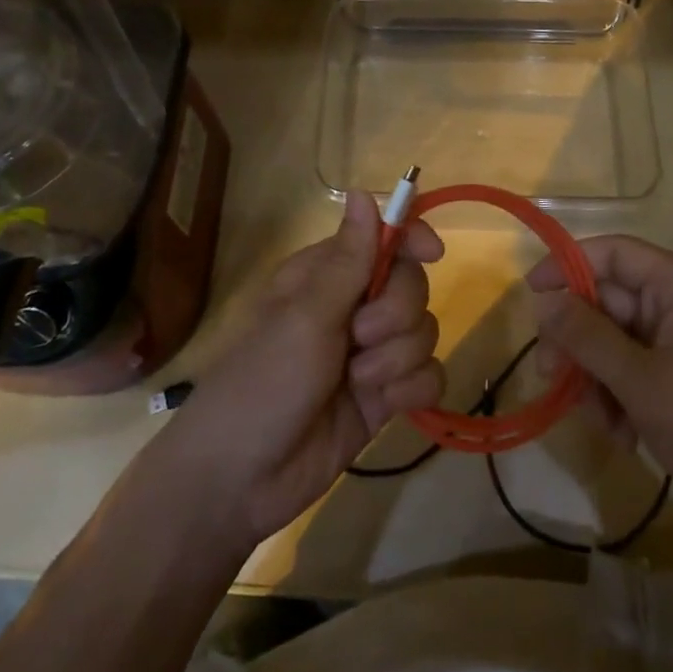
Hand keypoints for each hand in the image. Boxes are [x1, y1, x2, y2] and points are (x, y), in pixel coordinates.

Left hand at [156, 193, 445, 542]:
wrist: (240, 480)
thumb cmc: (262, 382)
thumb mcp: (305, 316)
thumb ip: (348, 259)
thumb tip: (365, 191)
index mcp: (325, 275)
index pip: (382, 238)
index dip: (411, 238)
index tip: (432, 253)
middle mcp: (351, 307)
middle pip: (411, 285)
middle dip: (396, 313)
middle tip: (359, 338)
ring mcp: (369, 353)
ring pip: (423, 331)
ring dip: (398, 357)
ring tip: (358, 381)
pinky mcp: (383, 396)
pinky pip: (427, 375)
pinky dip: (412, 388)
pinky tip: (385, 404)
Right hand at [528, 236, 672, 552]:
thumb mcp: (640, 380)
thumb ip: (587, 336)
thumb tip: (544, 300)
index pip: (613, 253)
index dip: (568, 265)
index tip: (531, 294)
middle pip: (609, 300)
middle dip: (577, 339)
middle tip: (549, 374)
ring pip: (615, 341)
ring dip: (596, 377)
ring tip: (596, 419)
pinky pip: (634, 372)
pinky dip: (619, 398)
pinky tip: (621, 436)